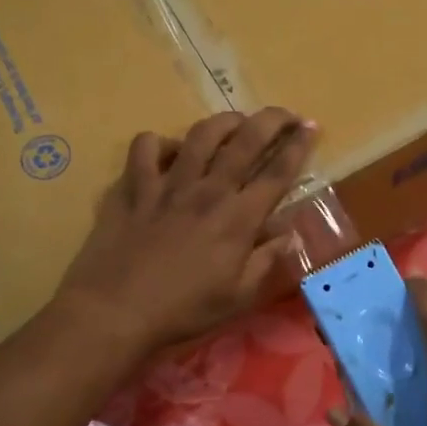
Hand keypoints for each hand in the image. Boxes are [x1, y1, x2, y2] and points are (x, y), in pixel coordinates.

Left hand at [56, 109, 315, 356]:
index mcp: (239, 218)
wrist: (115, 312)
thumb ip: (267, 260)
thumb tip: (290, 234)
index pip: (278, 172)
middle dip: (272, 120)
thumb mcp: (238, 296)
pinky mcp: (133, 187)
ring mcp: (168, 184)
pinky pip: (145, 148)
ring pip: (200, 134)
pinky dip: (159, 143)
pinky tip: (167, 152)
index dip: (298, 146)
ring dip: (224, 122)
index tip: (311, 127)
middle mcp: (208, 190)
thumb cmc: (183, 310)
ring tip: (235, 122)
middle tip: (286, 113)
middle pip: (246, 140)